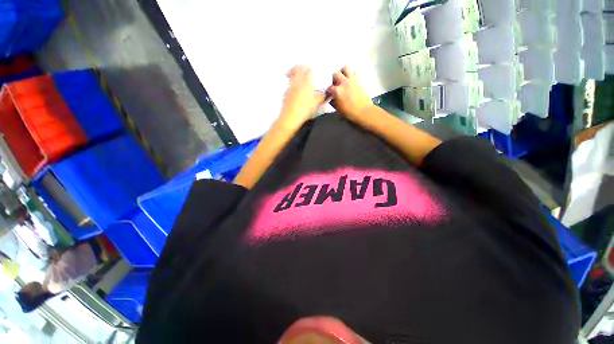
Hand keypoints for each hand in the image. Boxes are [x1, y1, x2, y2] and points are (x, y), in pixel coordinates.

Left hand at [279, 65, 325, 128]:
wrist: (290, 118)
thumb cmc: (304, 110)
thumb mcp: (316, 104)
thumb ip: (323, 97)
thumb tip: (328, 94)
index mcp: (305, 82)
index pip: (308, 69)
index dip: (311, 68)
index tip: (313, 69)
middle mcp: (296, 82)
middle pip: (297, 68)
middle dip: (301, 66)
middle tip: (304, 68)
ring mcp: (289, 87)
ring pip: (292, 74)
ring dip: (295, 72)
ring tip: (299, 76)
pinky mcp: (285, 93)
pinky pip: (289, 83)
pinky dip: (292, 82)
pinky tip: (295, 88)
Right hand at [327, 66, 373, 121]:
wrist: (364, 111)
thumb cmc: (350, 113)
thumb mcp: (338, 109)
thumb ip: (333, 102)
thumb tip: (331, 98)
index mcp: (337, 91)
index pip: (329, 88)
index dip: (328, 91)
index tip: (329, 94)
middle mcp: (344, 83)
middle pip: (335, 74)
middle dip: (334, 79)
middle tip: (336, 84)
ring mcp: (352, 79)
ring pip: (345, 68)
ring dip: (343, 72)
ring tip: (343, 78)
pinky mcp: (360, 79)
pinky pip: (355, 72)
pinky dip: (352, 75)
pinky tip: (351, 81)